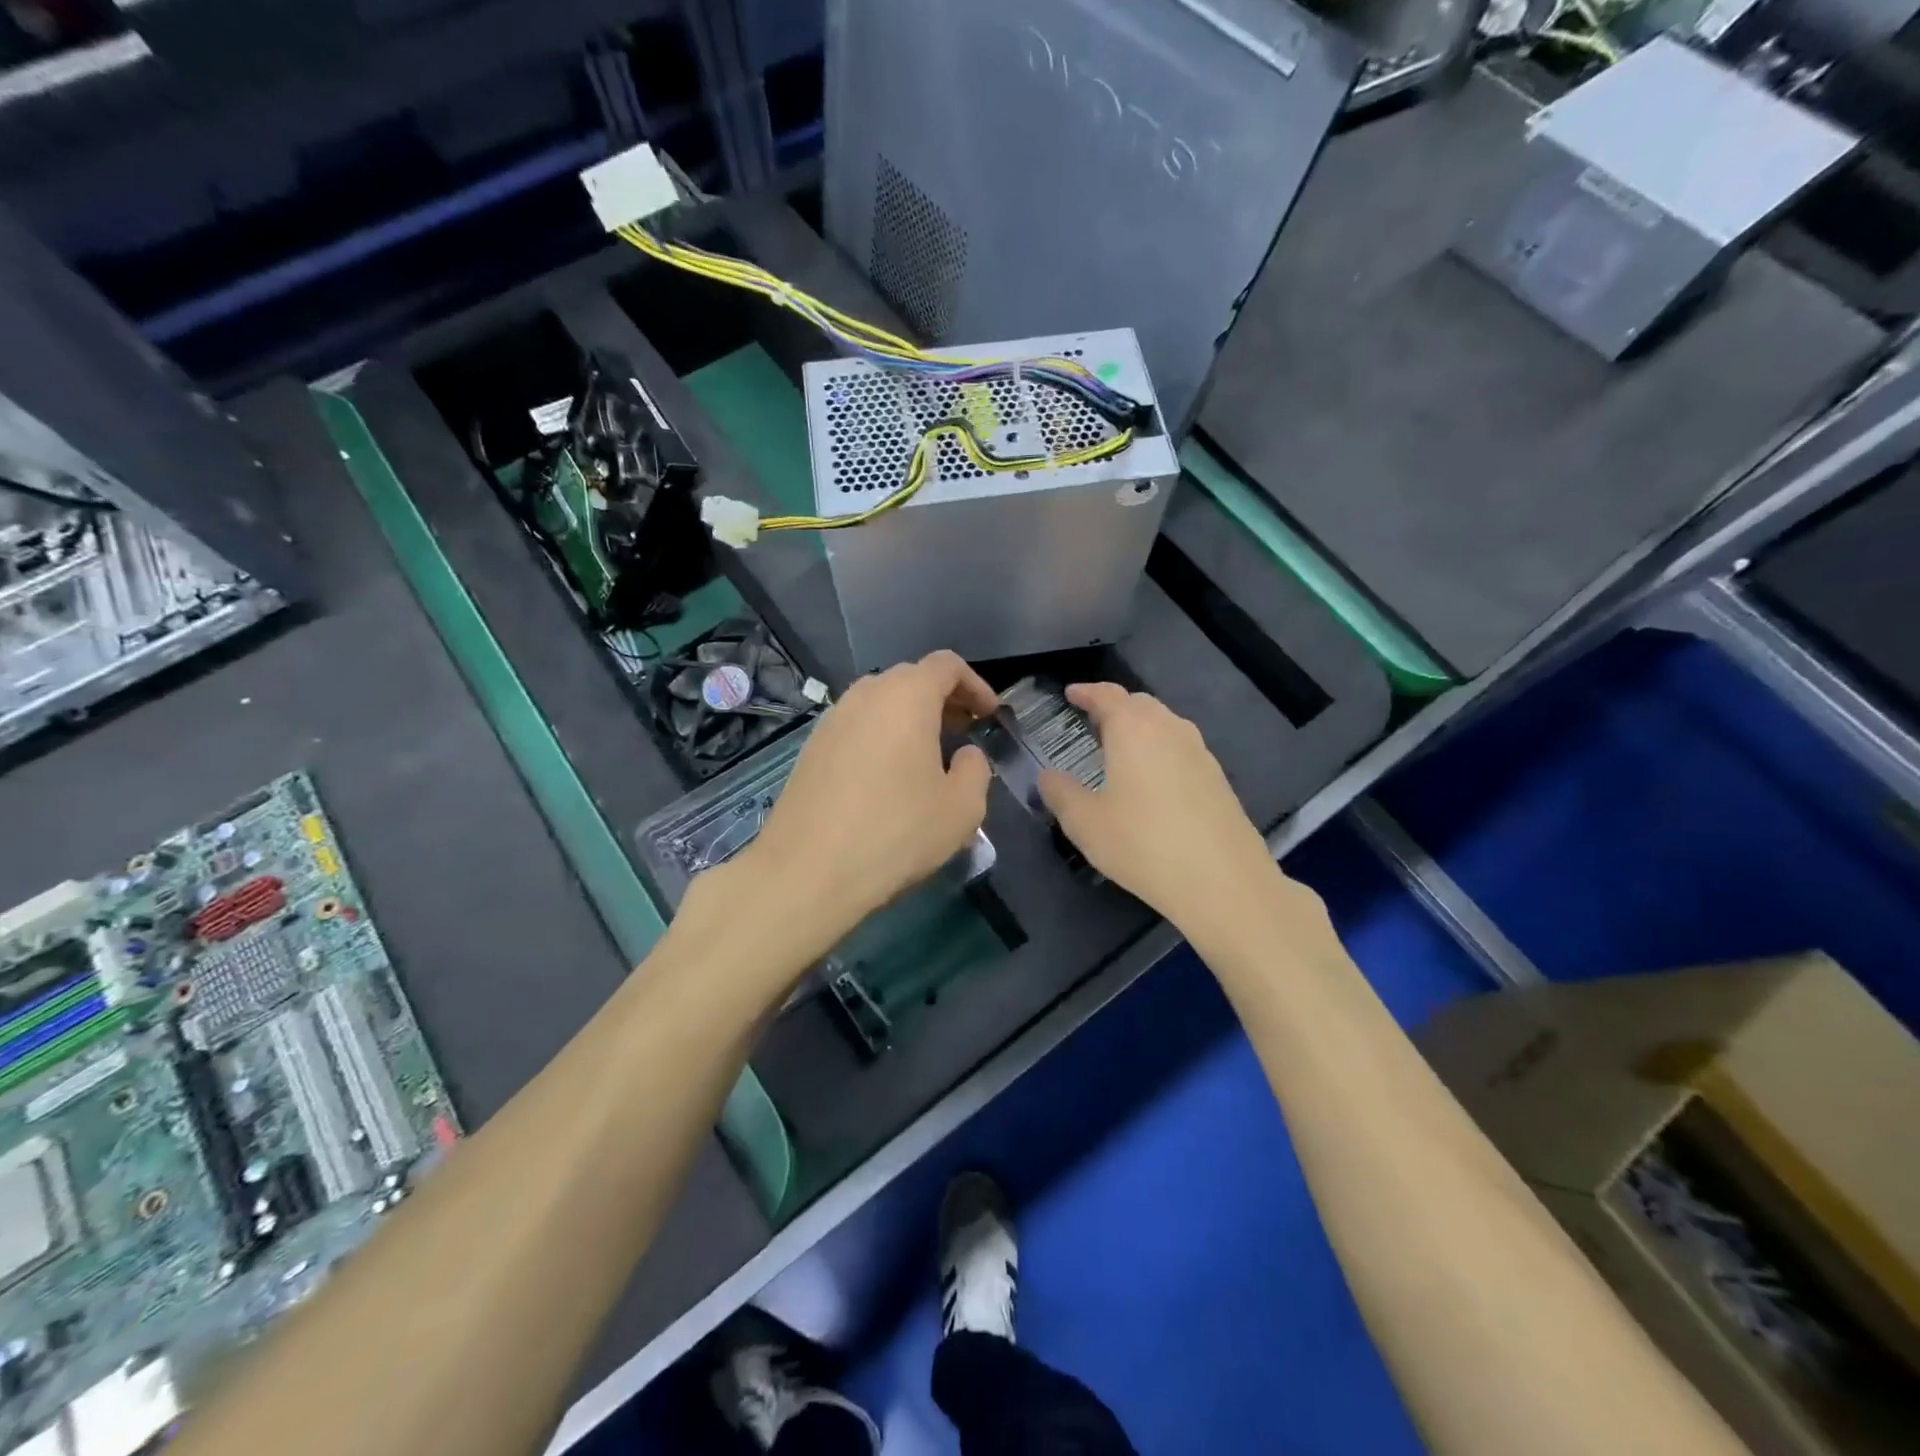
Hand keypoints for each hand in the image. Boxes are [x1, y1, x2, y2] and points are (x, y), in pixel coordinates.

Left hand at [728, 650, 996, 958]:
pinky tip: (887, 778)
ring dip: (910, 718)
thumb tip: (964, 755)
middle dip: (943, 700)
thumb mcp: (961, 808)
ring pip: (880, 702)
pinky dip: (881, 736)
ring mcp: (831, 719)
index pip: (947, 665)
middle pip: (911, 678)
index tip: (989, 716)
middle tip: (964, 733)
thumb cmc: (895, 832)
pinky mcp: (811, 748)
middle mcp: (865, 694)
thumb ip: (975, 770)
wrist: (807, 870)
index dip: (975, 685)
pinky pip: (856, 726)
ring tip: (927, 756)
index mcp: (906, 695)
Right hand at [1039, 684, 1284, 930]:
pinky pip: (1180, 749)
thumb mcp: (1085, 823)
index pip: (1107, 695)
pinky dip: (1160, 750)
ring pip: (1164, 724)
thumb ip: (1061, 793)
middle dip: (1114, 707)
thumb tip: (1049, 776)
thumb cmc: (1142, 843)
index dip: (1086, 692)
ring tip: (1120, 749)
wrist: (1222, 880)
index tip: (1070, 693)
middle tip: (1092, 723)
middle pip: (1139, 704)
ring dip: (1140, 728)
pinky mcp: (1218, 777)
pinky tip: (1151, 780)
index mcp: (1133, 728)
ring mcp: (1200, 752)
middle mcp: (1169, 728)